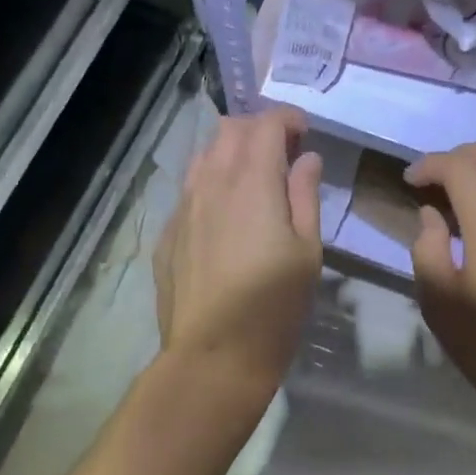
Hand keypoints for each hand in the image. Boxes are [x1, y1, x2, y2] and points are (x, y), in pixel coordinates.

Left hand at [154, 107, 322, 405]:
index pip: (266, 124)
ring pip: (204, 156)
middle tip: (283, 153)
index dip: (288, 119)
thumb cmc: (274, 304)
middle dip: (259, 129)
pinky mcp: (168, 233)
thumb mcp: (307, 251)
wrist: (213, 356)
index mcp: (252, 182)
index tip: (305, 133)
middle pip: (230, 129)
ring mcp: (183, 207)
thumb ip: (305, 196)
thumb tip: (306, 159)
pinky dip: (212, 185)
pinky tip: (226, 217)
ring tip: (253, 180)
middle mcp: (211, 183)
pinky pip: (189, 190)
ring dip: (231, 153)